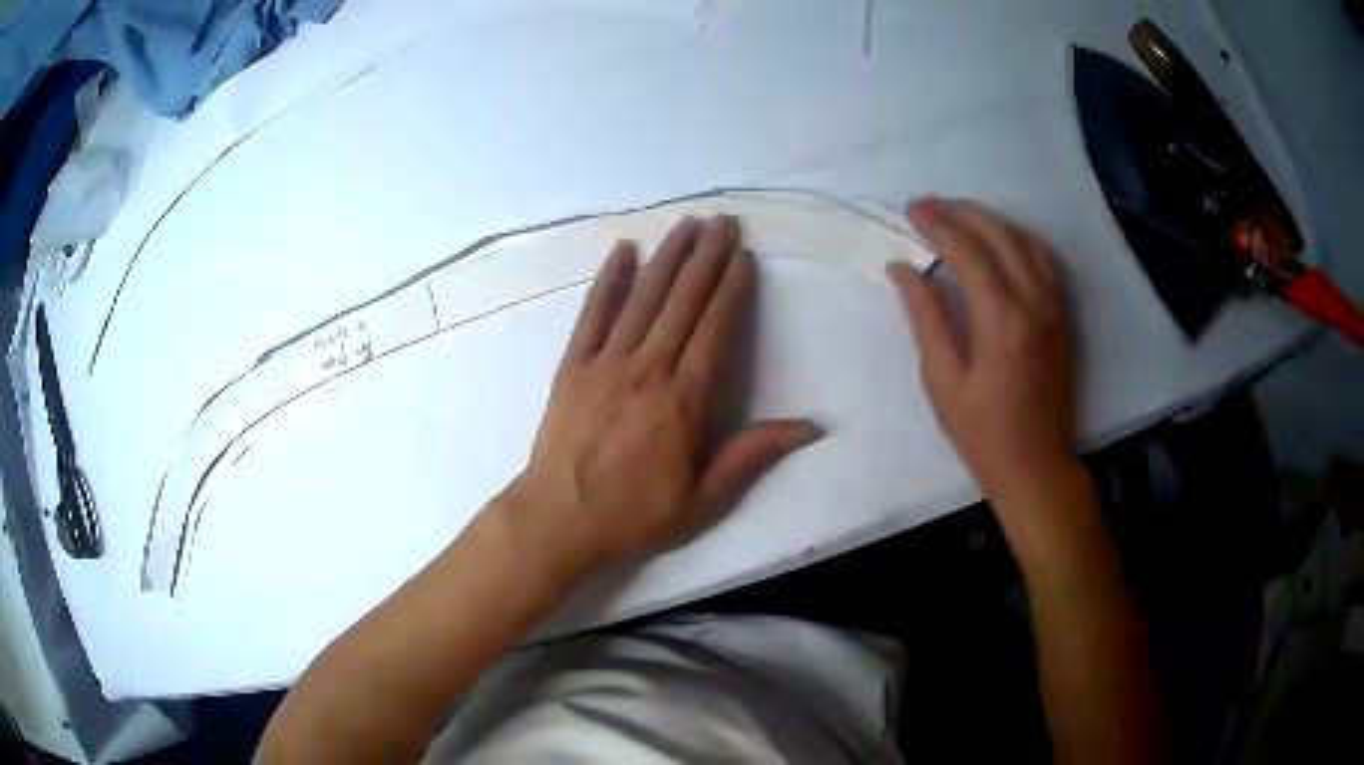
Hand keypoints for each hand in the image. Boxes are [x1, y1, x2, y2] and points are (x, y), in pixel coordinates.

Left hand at [502, 215, 821, 576]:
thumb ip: (753, 454)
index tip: (743, 255)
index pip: (714, 329)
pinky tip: (623, 250)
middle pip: (683, 302)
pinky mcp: (572, 365)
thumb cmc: (635, 513)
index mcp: (684, 400)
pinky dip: (609, 280)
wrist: (560, 519)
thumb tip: (811, 427)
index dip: (731, 288)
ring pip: (643, 298)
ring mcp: (606, 362)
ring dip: (668, 257)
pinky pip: (592, 314)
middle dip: (706, 257)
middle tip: (723, 221)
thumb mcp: (705, 497)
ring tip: (687, 224)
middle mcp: (648, 369)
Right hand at [887, 198, 1075, 504]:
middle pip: (998, 234)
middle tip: (928, 205)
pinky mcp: (1063, 316)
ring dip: (991, 220)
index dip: (936, 225)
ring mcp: (1054, 306)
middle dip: (960, 212)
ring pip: (1025, 241)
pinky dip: (1019, 238)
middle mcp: (1034, 301)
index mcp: (1002, 318)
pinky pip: (1045, 260)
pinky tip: (1002, 240)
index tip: (910, 211)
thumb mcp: (943, 381)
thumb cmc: (983, 434)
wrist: (1038, 466)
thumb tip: (903, 268)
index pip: (966, 251)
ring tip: (959, 215)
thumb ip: (926, 317)